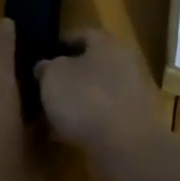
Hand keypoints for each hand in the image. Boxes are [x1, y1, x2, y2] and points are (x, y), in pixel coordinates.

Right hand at [35, 27, 161, 157]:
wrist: (127, 146)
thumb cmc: (86, 100)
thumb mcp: (53, 77)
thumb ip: (46, 67)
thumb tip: (45, 66)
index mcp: (106, 44)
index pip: (82, 34)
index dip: (61, 44)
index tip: (43, 56)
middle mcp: (125, 63)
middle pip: (92, 64)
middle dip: (69, 76)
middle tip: (46, 88)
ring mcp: (134, 94)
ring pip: (98, 92)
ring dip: (78, 101)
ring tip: (52, 116)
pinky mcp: (136, 122)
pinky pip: (105, 116)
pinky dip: (88, 122)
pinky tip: (68, 136)